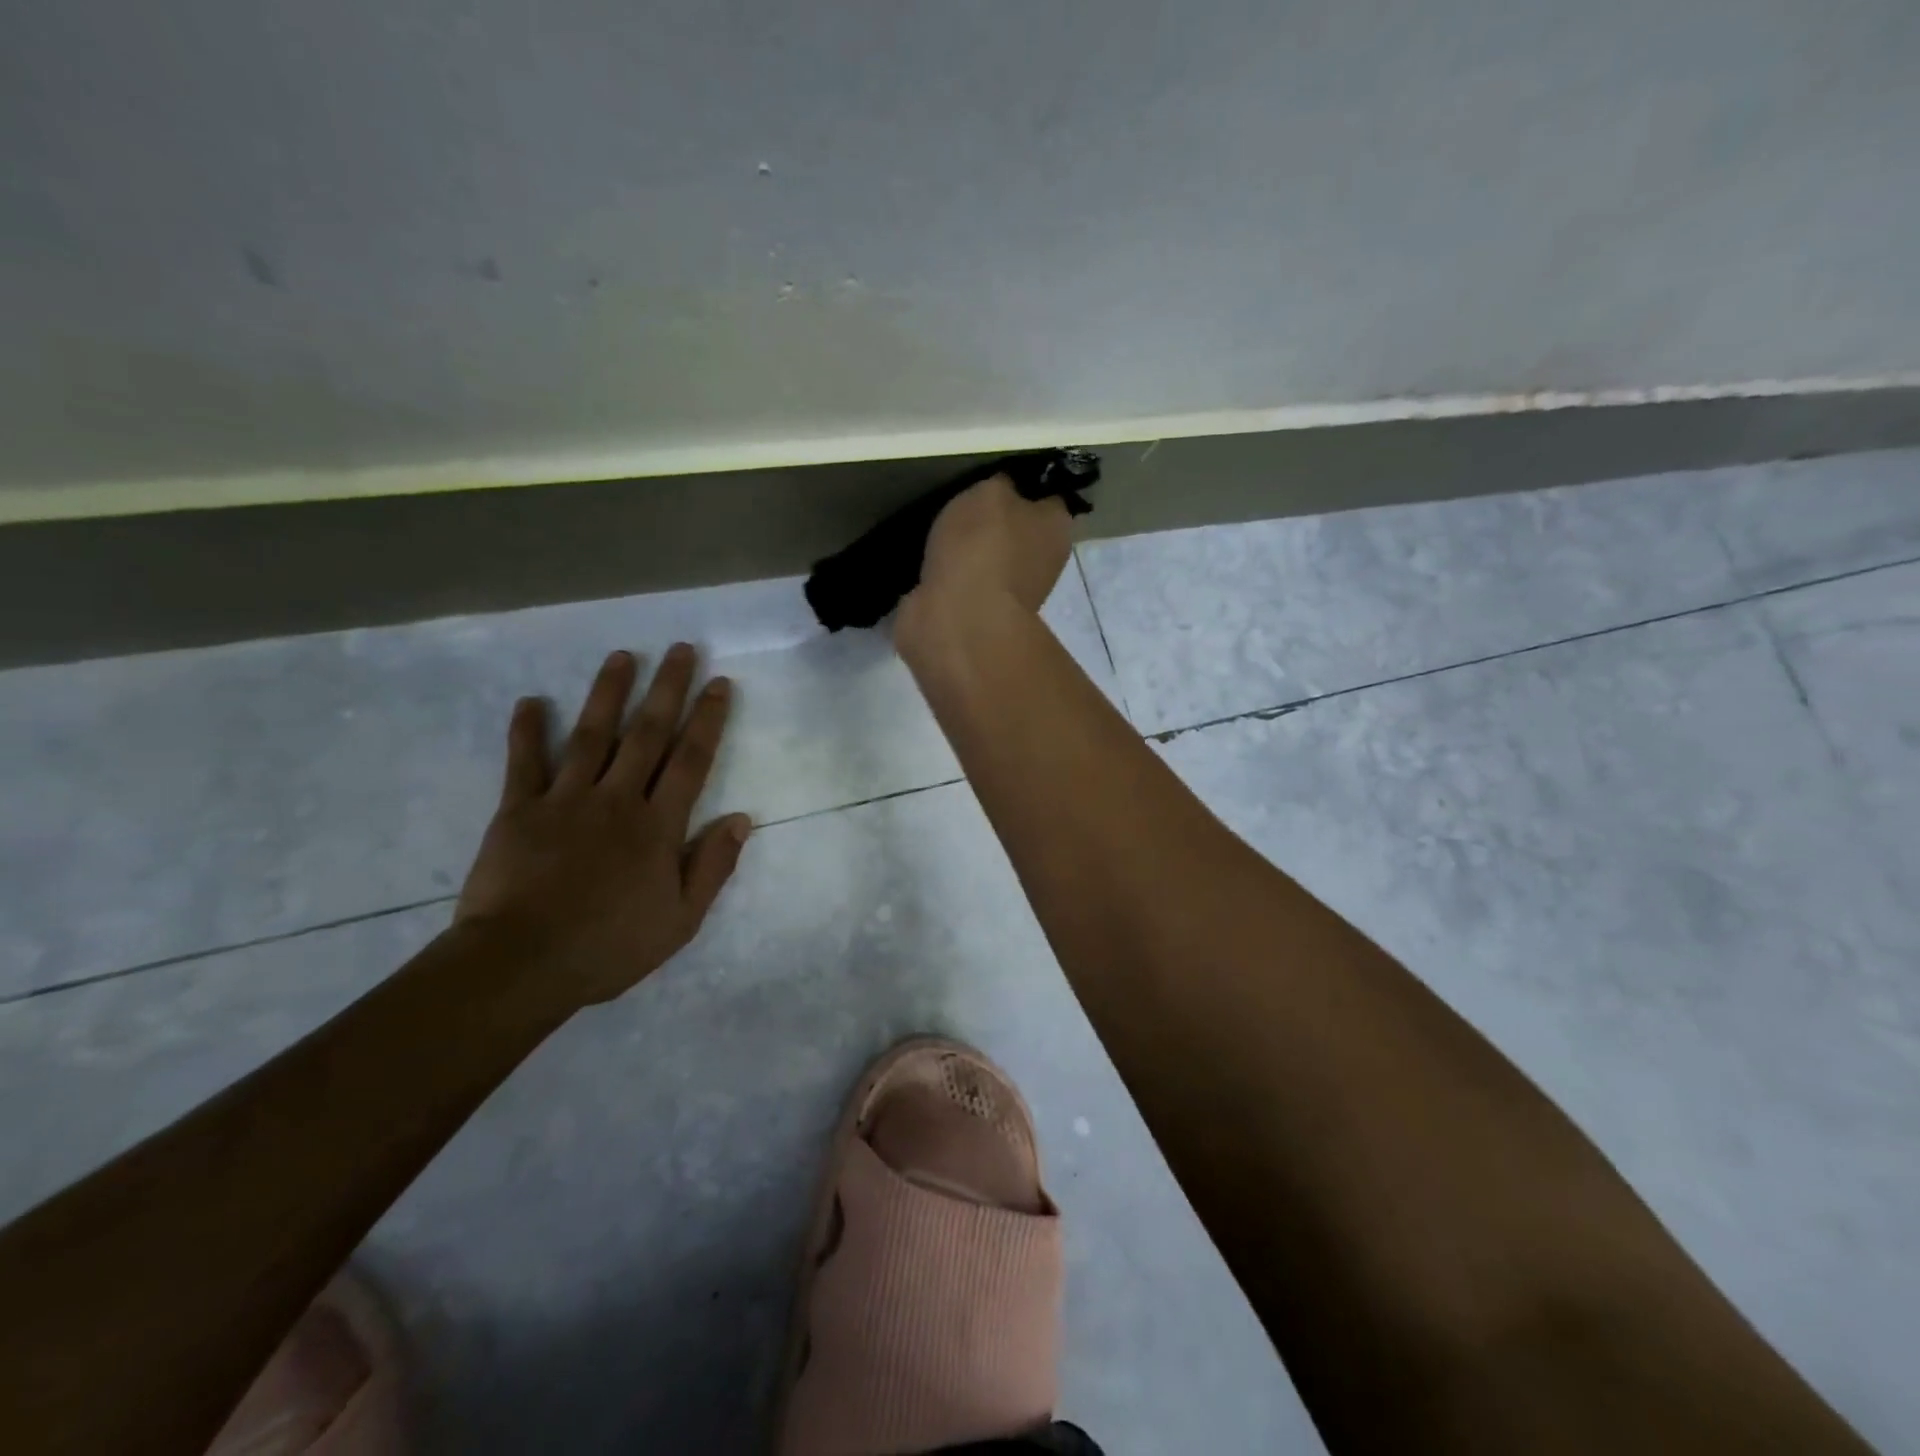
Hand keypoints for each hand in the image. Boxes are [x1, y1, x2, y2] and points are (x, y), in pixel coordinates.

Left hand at [456, 645, 751, 1008]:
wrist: (522, 965)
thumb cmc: (610, 946)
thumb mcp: (681, 920)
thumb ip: (712, 866)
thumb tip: (742, 819)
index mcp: (658, 826)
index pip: (691, 760)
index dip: (708, 719)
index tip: (719, 684)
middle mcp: (617, 799)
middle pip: (647, 734)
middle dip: (667, 689)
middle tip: (680, 649)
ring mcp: (565, 800)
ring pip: (592, 735)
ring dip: (608, 693)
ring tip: (622, 656)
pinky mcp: (518, 810)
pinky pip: (524, 763)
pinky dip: (527, 731)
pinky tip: (530, 701)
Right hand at [898, 473, 1072, 648]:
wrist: (957, 619)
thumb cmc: (984, 546)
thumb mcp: (991, 492)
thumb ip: (1000, 485)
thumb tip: (1003, 489)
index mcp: (1057, 529)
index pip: (1048, 498)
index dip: (1024, 485)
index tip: (996, 476)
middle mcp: (1042, 563)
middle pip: (1018, 532)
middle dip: (993, 521)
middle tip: (961, 502)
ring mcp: (1009, 594)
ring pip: (989, 560)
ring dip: (967, 551)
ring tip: (936, 529)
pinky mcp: (977, 615)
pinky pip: (963, 584)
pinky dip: (947, 576)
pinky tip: (927, 562)